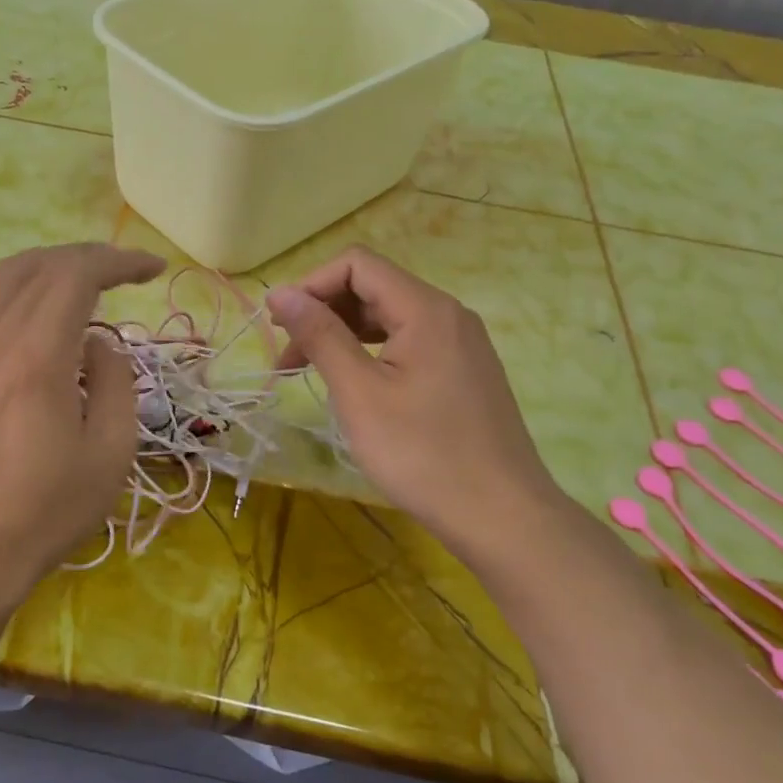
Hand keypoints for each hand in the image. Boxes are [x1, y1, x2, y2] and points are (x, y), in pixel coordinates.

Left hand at [0, 244, 163, 602]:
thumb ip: (115, 382)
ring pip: (5, 274)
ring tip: (85, 275)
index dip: (119, 262)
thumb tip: (100, 342)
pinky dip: (11, 280)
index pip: (76, 277)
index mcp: (37, 358)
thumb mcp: (110, 451)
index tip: (153, 269)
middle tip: (129, 273)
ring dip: (50, 263)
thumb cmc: (49, 509)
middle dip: (91, 258)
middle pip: (42, 267)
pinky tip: (30, 293)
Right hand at [266, 247, 566, 556]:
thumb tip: (280, 294)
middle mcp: (448, 314)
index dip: (311, 285)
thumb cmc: (424, 454)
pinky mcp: (463, 370)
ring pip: (389, 316)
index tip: (278, 327)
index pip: (357, 265)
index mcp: (426, 309)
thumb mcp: (360, 393)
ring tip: (308, 370)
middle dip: (323, 312)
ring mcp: (460, 343)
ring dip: (342, 333)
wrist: (503, 518)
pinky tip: (353, 383)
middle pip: (373, 287)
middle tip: (286, 358)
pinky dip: (370, 351)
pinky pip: (408, 341)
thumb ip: (320, 335)